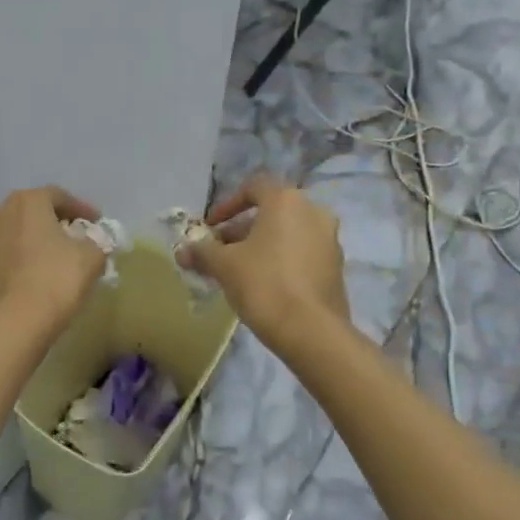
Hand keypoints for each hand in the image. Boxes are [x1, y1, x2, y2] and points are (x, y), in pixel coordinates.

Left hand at [0, 186, 106, 337]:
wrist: (12, 326)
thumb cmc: (54, 281)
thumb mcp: (91, 258)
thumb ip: (97, 242)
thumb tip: (93, 243)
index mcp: (27, 201)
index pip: (60, 196)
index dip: (82, 209)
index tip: (98, 223)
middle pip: (35, 211)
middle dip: (57, 222)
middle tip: (79, 237)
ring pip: (18, 232)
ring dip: (38, 239)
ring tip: (58, 256)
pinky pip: (8, 253)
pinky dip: (24, 257)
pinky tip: (39, 273)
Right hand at [178, 174, 348, 346]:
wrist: (311, 331)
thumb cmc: (264, 284)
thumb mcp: (223, 266)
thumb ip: (201, 252)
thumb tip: (182, 250)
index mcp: (287, 201)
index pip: (253, 188)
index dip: (226, 206)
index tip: (210, 228)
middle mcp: (314, 212)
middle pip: (270, 213)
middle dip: (240, 230)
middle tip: (219, 252)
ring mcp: (329, 240)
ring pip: (287, 234)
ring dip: (260, 246)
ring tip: (237, 271)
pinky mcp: (336, 267)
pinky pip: (301, 253)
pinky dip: (281, 260)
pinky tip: (263, 285)